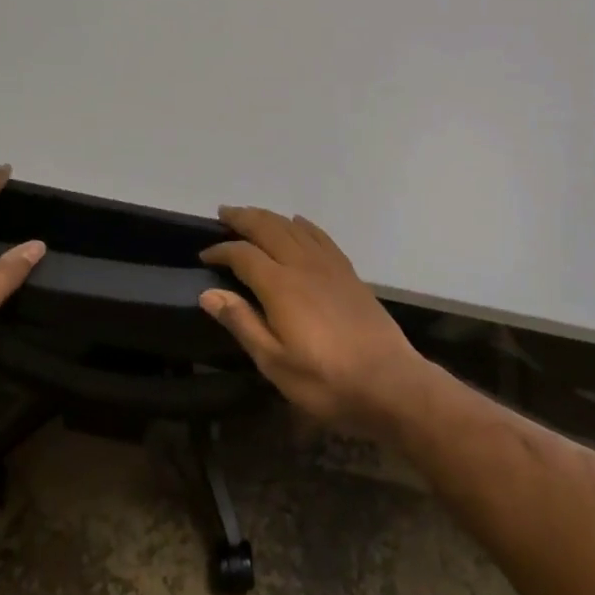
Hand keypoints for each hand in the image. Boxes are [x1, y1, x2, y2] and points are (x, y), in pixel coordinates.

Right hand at [198, 207, 432, 437]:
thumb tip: (208, 293)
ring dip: (269, 216)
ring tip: (251, 215)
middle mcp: (302, 265)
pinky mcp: (347, 271)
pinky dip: (302, 224)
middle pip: (268, 228)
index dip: (221, 251)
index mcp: (280, 286)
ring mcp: (328, 265)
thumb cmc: (326, 380)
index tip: (204, 255)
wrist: (389, 380)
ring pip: (293, 227)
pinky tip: (297, 222)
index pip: (243, 255)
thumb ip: (242, 323)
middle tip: (223, 214)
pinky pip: (320, 235)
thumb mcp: (275, 363)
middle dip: (243, 218)